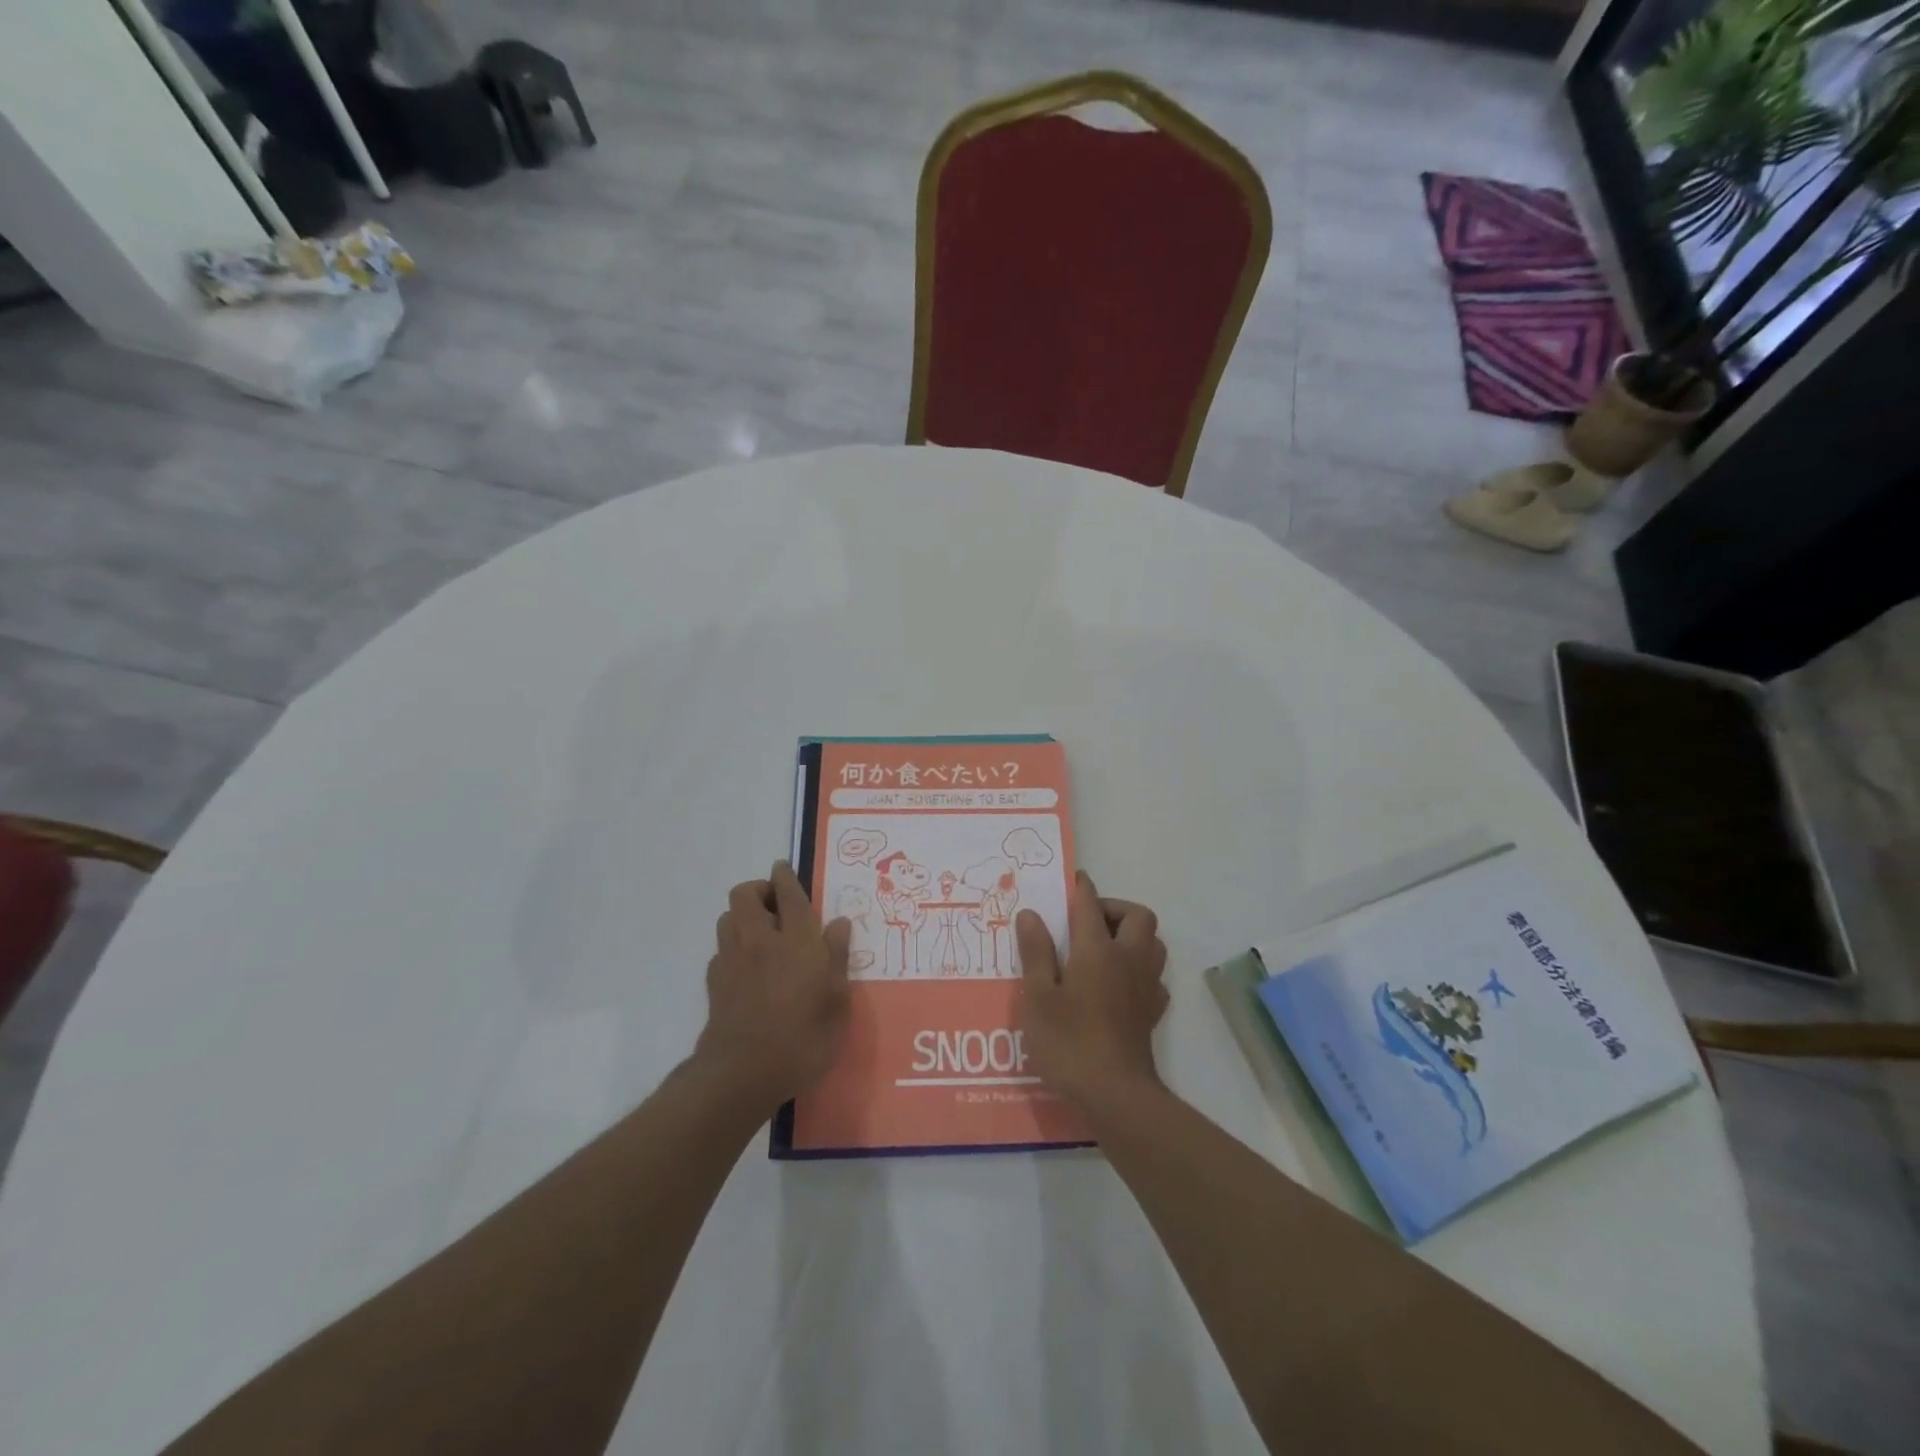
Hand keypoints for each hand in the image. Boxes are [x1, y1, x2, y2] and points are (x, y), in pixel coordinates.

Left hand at [694, 862, 851, 1116]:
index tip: (785, 868)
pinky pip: (721, 949)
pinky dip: (733, 947)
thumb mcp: (837, 1002)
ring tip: (763, 932)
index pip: (788, 893)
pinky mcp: (715, 983)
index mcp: (796, 940)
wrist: (743, 1074)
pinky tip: (748, 967)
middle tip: (778, 906)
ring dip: (743, 915)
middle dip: (759, 890)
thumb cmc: (802, 1038)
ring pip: (728, 917)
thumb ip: (837, 958)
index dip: (785, 876)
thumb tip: (839, 923)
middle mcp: (760, 940)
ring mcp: (732, 960)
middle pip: (745, 894)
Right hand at [1016, 870, 1169, 1114]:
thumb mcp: (1038, 996)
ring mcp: (1145, 986)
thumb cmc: (1069, 1041)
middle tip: (1087, 921)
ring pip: (1153, 943)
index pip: (1090, 904)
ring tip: (1103, 946)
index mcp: (1097, 950)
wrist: (1114, 1095)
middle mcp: (1127, 959)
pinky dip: (1139, 968)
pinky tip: (1119, 984)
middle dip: (1115, 908)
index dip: (1081, 888)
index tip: (1073, 879)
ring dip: (1133, 934)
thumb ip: (1036, 952)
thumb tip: (1031, 914)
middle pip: (1138, 916)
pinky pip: (1154, 976)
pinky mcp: (1152, 1012)